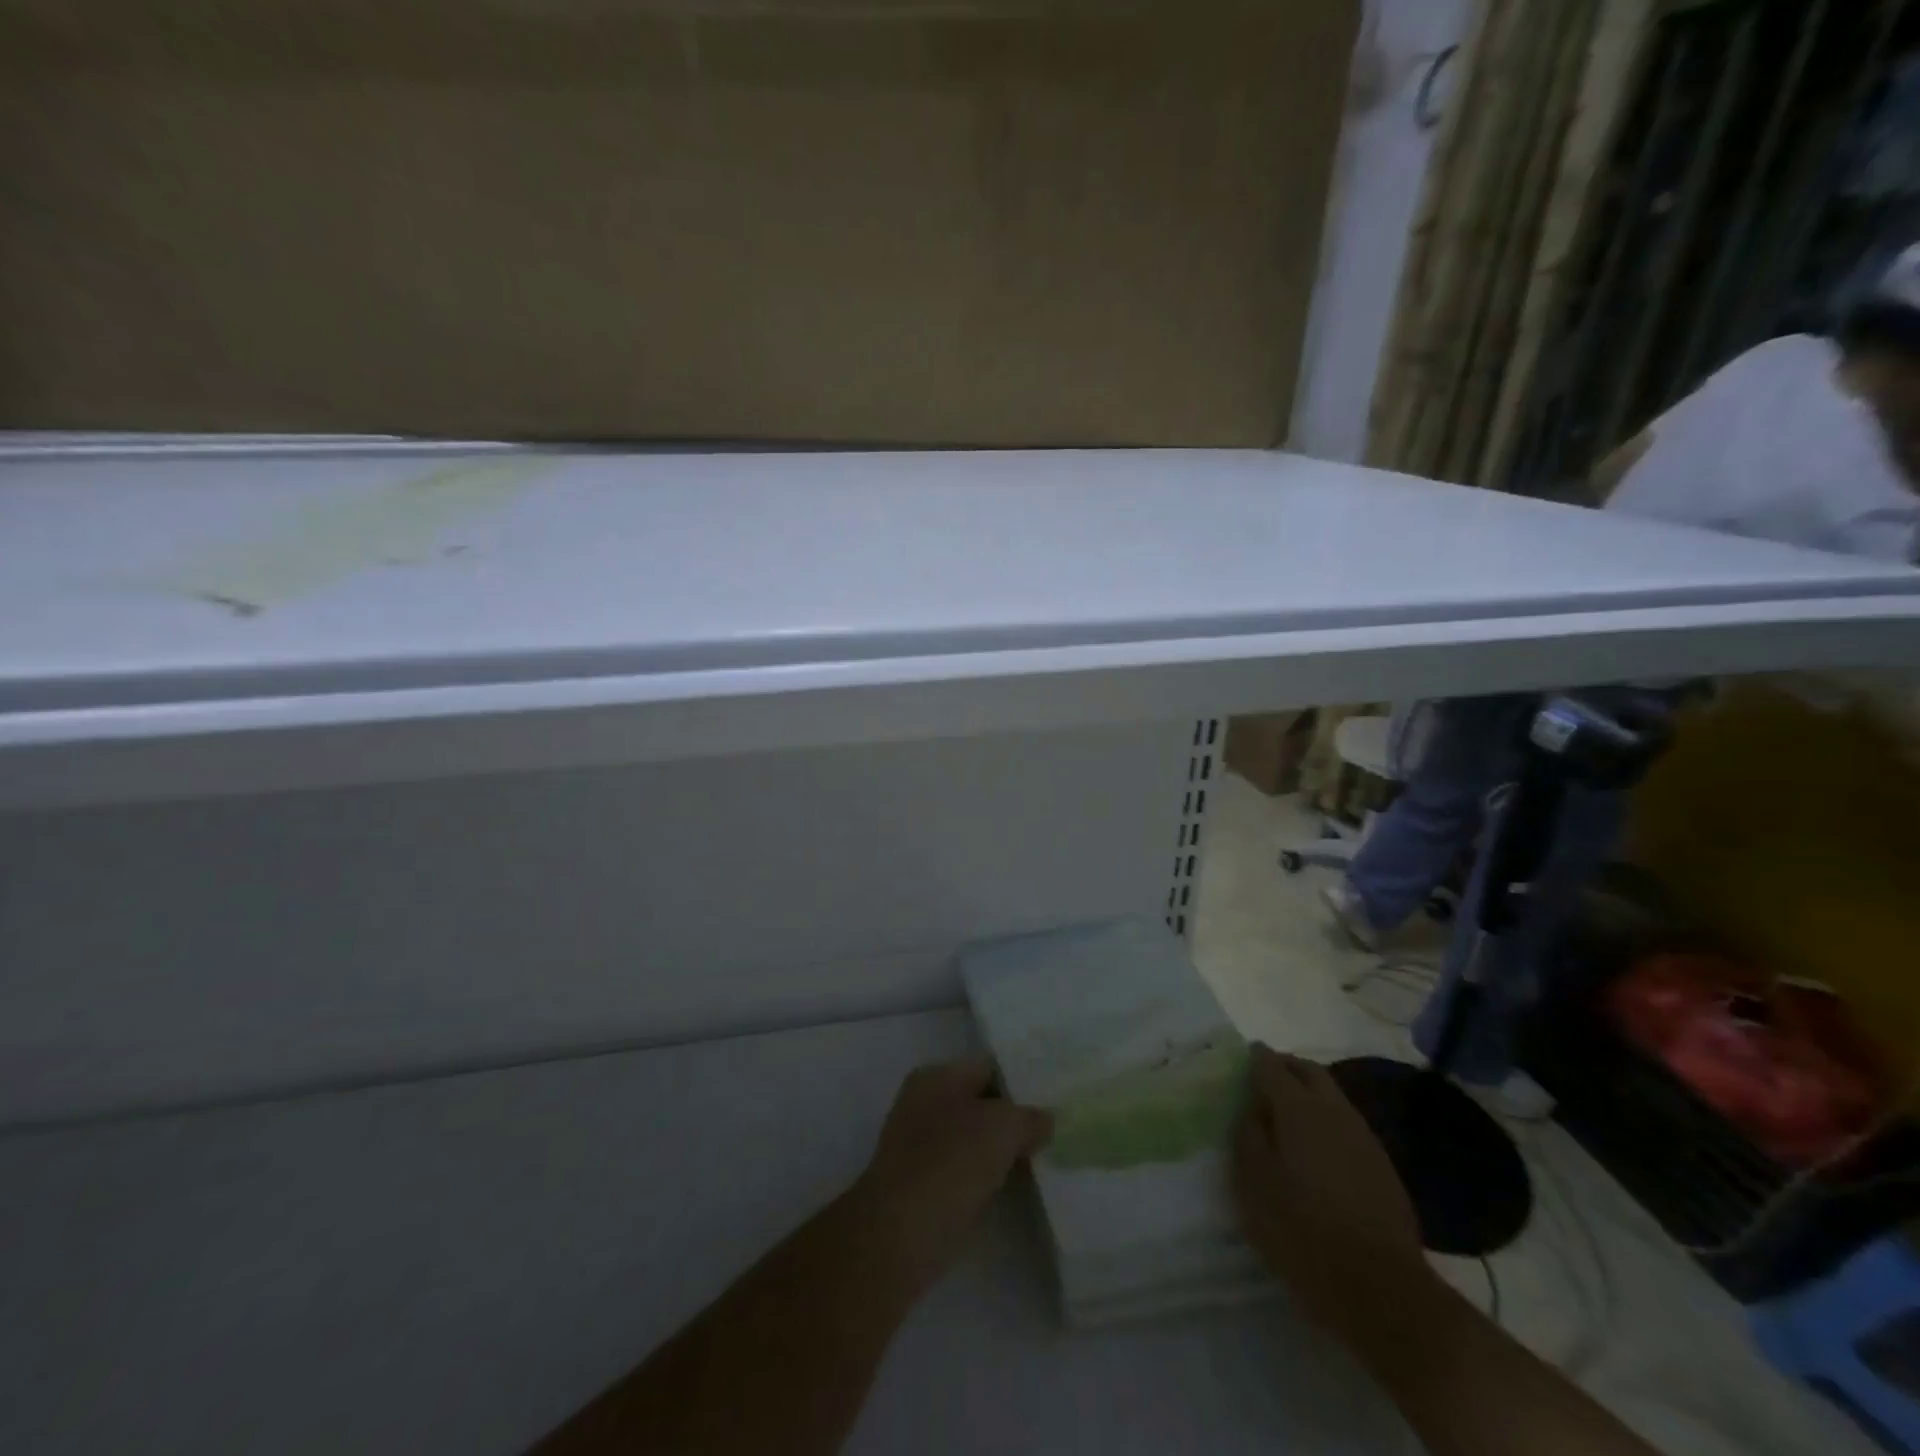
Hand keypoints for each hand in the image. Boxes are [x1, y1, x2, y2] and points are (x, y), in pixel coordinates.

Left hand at [851, 1058, 1052, 1295]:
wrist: (901, 1235)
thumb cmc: (950, 1163)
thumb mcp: (1002, 1128)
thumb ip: (1029, 1117)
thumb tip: (1045, 1119)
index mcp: (936, 1076)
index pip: (988, 1067)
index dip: (1022, 1080)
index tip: (1056, 1097)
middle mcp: (924, 1103)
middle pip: (981, 1104)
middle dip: (1015, 1118)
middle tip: (1057, 1131)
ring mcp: (921, 1147)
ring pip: (974, 1140)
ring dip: (1003, 1151)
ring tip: (1046, 1159)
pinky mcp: (923, 1187)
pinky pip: (966, 1172)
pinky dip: (989, 1179)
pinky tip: (1018, 1189)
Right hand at [1232, 1045, 1429, 1333]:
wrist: (1382, 1289)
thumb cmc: (1303, 1232)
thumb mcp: (1254, 1185)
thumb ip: (1247, 1136)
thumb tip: (1252, 1108)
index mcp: (1297, 1109)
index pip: (1271, 1065)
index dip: (1254, 1058)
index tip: (1240, 1059)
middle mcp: (1333, 1111)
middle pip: (1308, 1070)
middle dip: (1285, 1066)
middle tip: (1263, 1079)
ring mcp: (1363, 1136)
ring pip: (1331, 1095)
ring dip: (1308, 1092)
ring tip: (1286, 1114)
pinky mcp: (1382, 1165)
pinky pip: (1346, 1123)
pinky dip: (1326, 1120)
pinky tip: (1316, 1147)